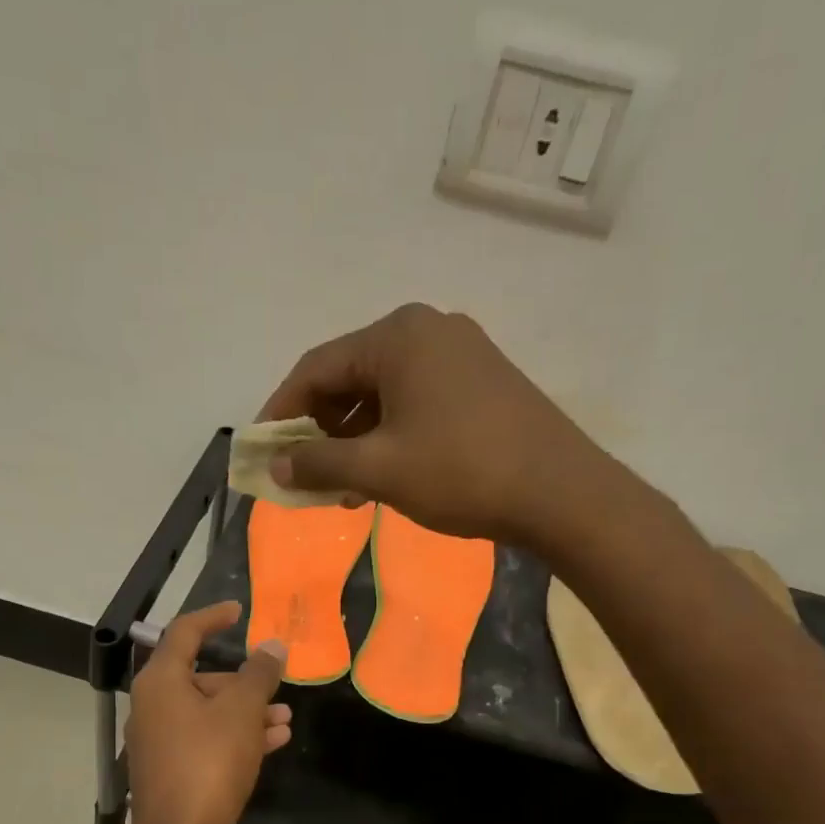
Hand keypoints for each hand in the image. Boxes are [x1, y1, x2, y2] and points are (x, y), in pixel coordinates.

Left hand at [127, 602, 290, 823]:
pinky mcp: (175, 773)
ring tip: (285, 720)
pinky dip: (238, 737)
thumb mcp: (242, 711)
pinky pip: (209, 742)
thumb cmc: (209, 762)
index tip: (239, 612)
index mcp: (160, 682)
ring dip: (247, 712)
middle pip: (200, 678)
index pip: (184, 633)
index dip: (212, 618)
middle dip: (243, 680)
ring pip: (209, 714)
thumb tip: (272, 646)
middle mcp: (154, 708)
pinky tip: (273, 743)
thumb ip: (259, 674)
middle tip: (276, 684)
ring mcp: (162, 743)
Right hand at [259, 303, 608, 545]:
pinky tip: (384, 476)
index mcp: (397, 336)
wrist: (561, 493)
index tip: (263, 450)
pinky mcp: (482, 382)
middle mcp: (428, 330)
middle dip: (321, 430)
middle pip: (350, 377)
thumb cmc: (461, 472)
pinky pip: (416, 402)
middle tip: (306, 475)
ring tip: (343, 489)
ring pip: (384, 394)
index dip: (282, 412)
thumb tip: (275, 465)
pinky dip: (390, 436)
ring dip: (355, 440)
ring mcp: (461, 354)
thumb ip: (318, 464)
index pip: (316, 368)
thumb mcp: (379, 470)